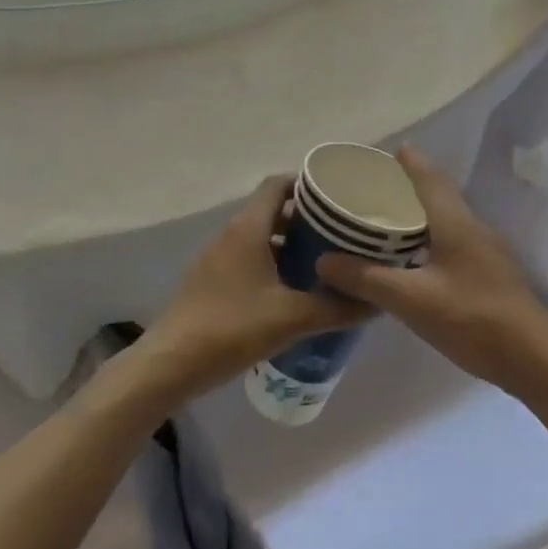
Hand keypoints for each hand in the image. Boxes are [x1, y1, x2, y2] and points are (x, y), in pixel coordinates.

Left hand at [138, 175, 370, 397]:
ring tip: (324, 261)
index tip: (337, 198)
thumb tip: (377, 301)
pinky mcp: (211, 280)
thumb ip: (336, 308)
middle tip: (340, 232)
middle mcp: (231, 234)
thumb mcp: (292, 318)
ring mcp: (217, 258)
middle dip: (306, 218)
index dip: (307, 184)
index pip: (278, 184)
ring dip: (289, 242)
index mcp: (248, 228)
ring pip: (260, 236)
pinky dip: (272, 263)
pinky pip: (248, 258)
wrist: (171, 364)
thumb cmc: (231, 329)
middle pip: (272, 209)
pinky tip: (293, 289)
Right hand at [316, 147, 547, 394]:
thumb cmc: (473, 318)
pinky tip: (410, 261)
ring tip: (382, 223)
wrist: (535, 359)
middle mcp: (472, 226)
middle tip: (368, 191)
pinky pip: (451, 241)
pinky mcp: (489, 273)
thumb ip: (366, 279)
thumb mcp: (412, 300)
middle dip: (404, 186)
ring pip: (444, 218)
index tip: (376, 155)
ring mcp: (485, 250)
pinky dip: (427, 239)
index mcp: (455, 221)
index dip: (404, 160)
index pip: (427, 175)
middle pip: (436, 193)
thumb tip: (322, 260)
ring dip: (416, 214)